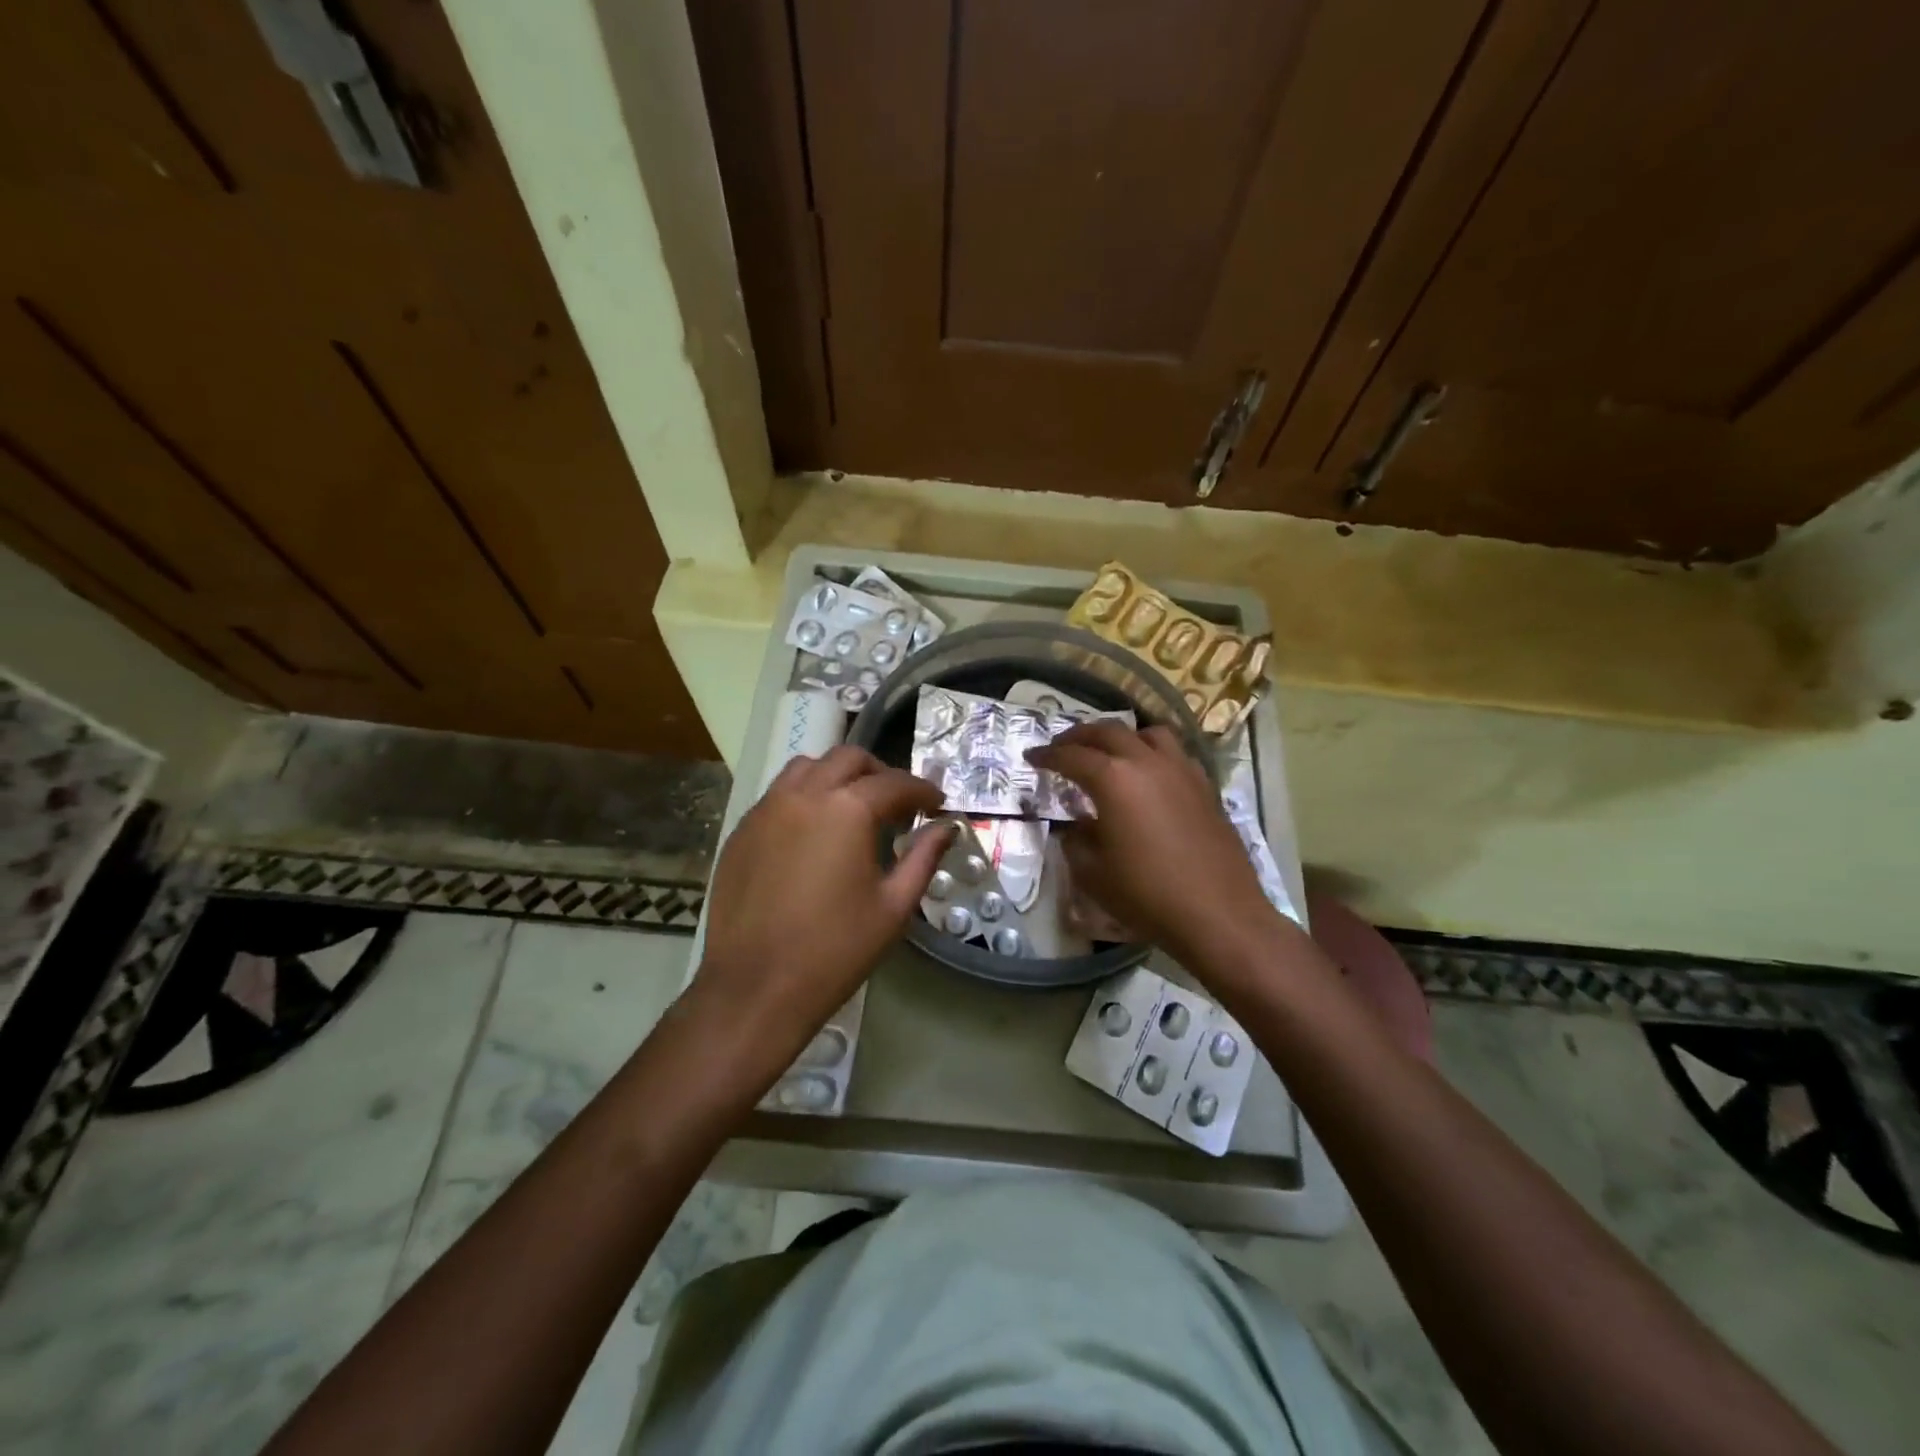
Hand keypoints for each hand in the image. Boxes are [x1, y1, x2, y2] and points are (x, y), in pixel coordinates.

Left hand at [691, 745, 951, 1080]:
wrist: (756, 988)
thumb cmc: (835, 950)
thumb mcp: (893, 906)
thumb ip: (924, 857)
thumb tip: (946, 827)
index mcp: (846, 809)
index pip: (894, 783)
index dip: (922, 790)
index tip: (937, 804)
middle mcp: (803, 795)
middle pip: (848, 759)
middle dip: (880, 773)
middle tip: (898, 803)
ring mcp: (765, 810)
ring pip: (806, 768)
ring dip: (837, 776)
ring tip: (852, 807)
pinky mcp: (741, 831)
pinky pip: (777, 794)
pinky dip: (804, 796)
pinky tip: (813, 832)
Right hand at [1027, 723, 1280, 971]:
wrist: (1218, 913)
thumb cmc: (1146, 894)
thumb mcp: (1092, 873)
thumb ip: (1076, 841)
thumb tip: (1075, 826)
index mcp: (1113, 778)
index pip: (1071, 756)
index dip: (1047, 756)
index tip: (1032, 757)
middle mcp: (1147, 762)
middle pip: (1107, 732)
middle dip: (1079, 736)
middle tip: (1062, 747)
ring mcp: (1181, 770)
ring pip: (1148, 733)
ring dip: (1122, 737)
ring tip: (1110, 752)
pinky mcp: (1205, 787)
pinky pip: (1175, 755)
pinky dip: (1153, 754)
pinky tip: (1149, 777)